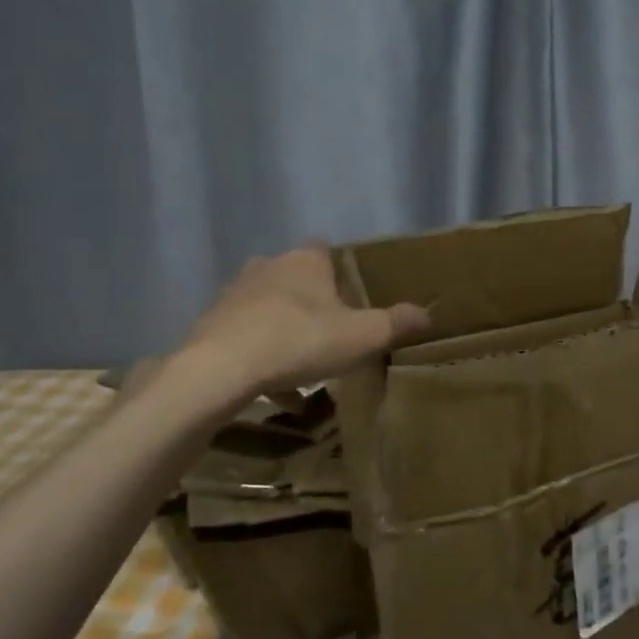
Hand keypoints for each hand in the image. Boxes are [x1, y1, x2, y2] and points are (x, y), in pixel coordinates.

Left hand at [172, 244, 430, 396]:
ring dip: (284, 328)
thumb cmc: (299, 341)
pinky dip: (260, 354)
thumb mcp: (362, 336)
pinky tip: (273, 387)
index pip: (327, 251)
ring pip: (269, 307)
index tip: (352, 302)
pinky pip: (245, 335)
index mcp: (305, 260)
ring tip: (302, 364)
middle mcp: (268, 266)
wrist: (219, 370)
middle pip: (297, 278)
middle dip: (313, 303)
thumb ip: (396, 323)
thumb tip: (427, 313)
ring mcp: (235, 293)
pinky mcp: (211, 323)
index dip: (342, 275)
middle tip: (331, 334)